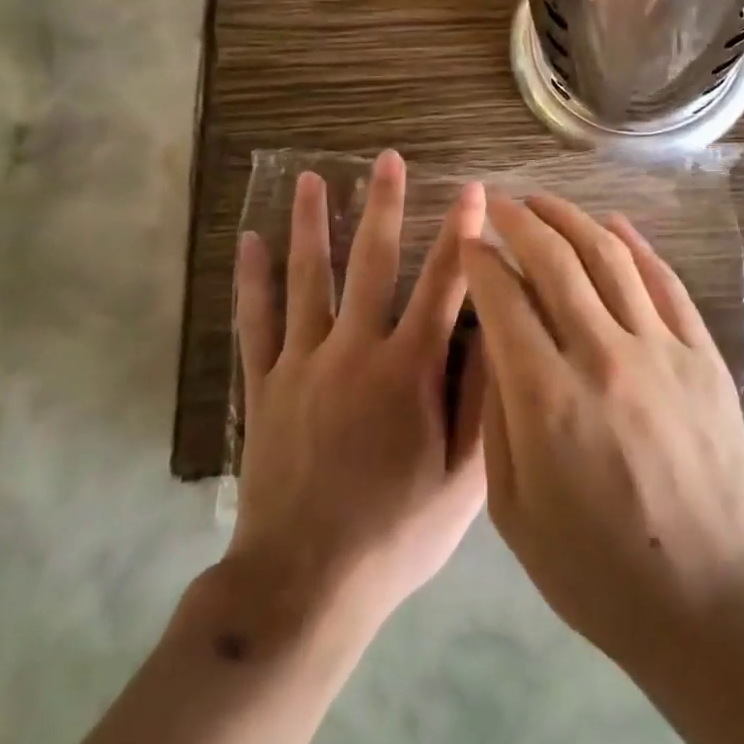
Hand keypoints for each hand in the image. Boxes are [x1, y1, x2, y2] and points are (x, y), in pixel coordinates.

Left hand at [225, 152, 488, 634]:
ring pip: (307, 279)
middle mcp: (355, 352)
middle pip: (371, 263)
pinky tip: (248, 242)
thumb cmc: (396, 533)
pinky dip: (251, 280)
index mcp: (408, 371)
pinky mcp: (265, 385)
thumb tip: (495, 331)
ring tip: (311, 179)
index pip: (444, 285)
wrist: (303, 585)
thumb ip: (481, 400)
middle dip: (383, 206)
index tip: (474, 190)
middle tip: (386, 159)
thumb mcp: (464, 479)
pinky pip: (255, 321)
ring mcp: (303, 364)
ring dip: (311, 225)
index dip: (462, 234)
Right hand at [461, 193, 743, 673]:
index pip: (504, 299)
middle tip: (499, 202)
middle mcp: (604, 356)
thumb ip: (499, 417)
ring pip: (610, 258)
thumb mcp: (515, 511)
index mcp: (548, 399)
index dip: (480, 261)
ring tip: (544, 201)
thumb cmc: (598, 570)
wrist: (712, 596)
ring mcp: (661, 350)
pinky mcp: (702, 355)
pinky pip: (664, 282)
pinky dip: (636, 246)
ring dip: (572, 219)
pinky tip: (614, 225)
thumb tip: (496, 343)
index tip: (467, 242)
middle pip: (555, 261)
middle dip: (520, 222)